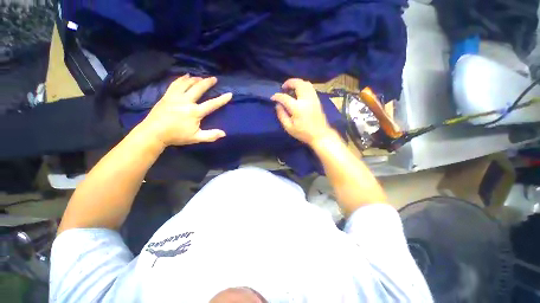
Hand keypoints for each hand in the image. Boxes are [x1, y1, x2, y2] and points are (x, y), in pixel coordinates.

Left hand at [140, 75, 231, 146]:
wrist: (153, 133)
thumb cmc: (176, 136)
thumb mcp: (196, 138)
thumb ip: (211, 135)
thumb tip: (224, 133)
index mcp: (194, 112)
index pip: (211, 104)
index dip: (221, 99)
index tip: (229, 94)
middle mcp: (186, 101)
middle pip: (198, 88)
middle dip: (207, 82)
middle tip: (214, 78)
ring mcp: (175, 97)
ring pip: (186, 83)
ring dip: (195, 79)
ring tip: (201, 77)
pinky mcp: (167, 96)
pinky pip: (175, 83)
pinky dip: (181, 79)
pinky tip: (185, 76)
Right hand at [271, 78, 335, 146]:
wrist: (320, 134)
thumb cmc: (303, 133)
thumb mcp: (289, 127)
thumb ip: (281, 115)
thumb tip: (278, 105)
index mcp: (297, 108)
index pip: (285, 97)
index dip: (277, 96)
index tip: (273, 98)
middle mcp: (306, 100)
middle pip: (298, 84)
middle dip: (289, 82)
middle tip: (283, 88)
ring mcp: (313, 98)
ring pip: (306, 83)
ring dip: (297, 83)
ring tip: (291, 88)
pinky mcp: (317, 99)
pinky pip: (310, 87)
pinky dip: (303, 86)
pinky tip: (299, 92)